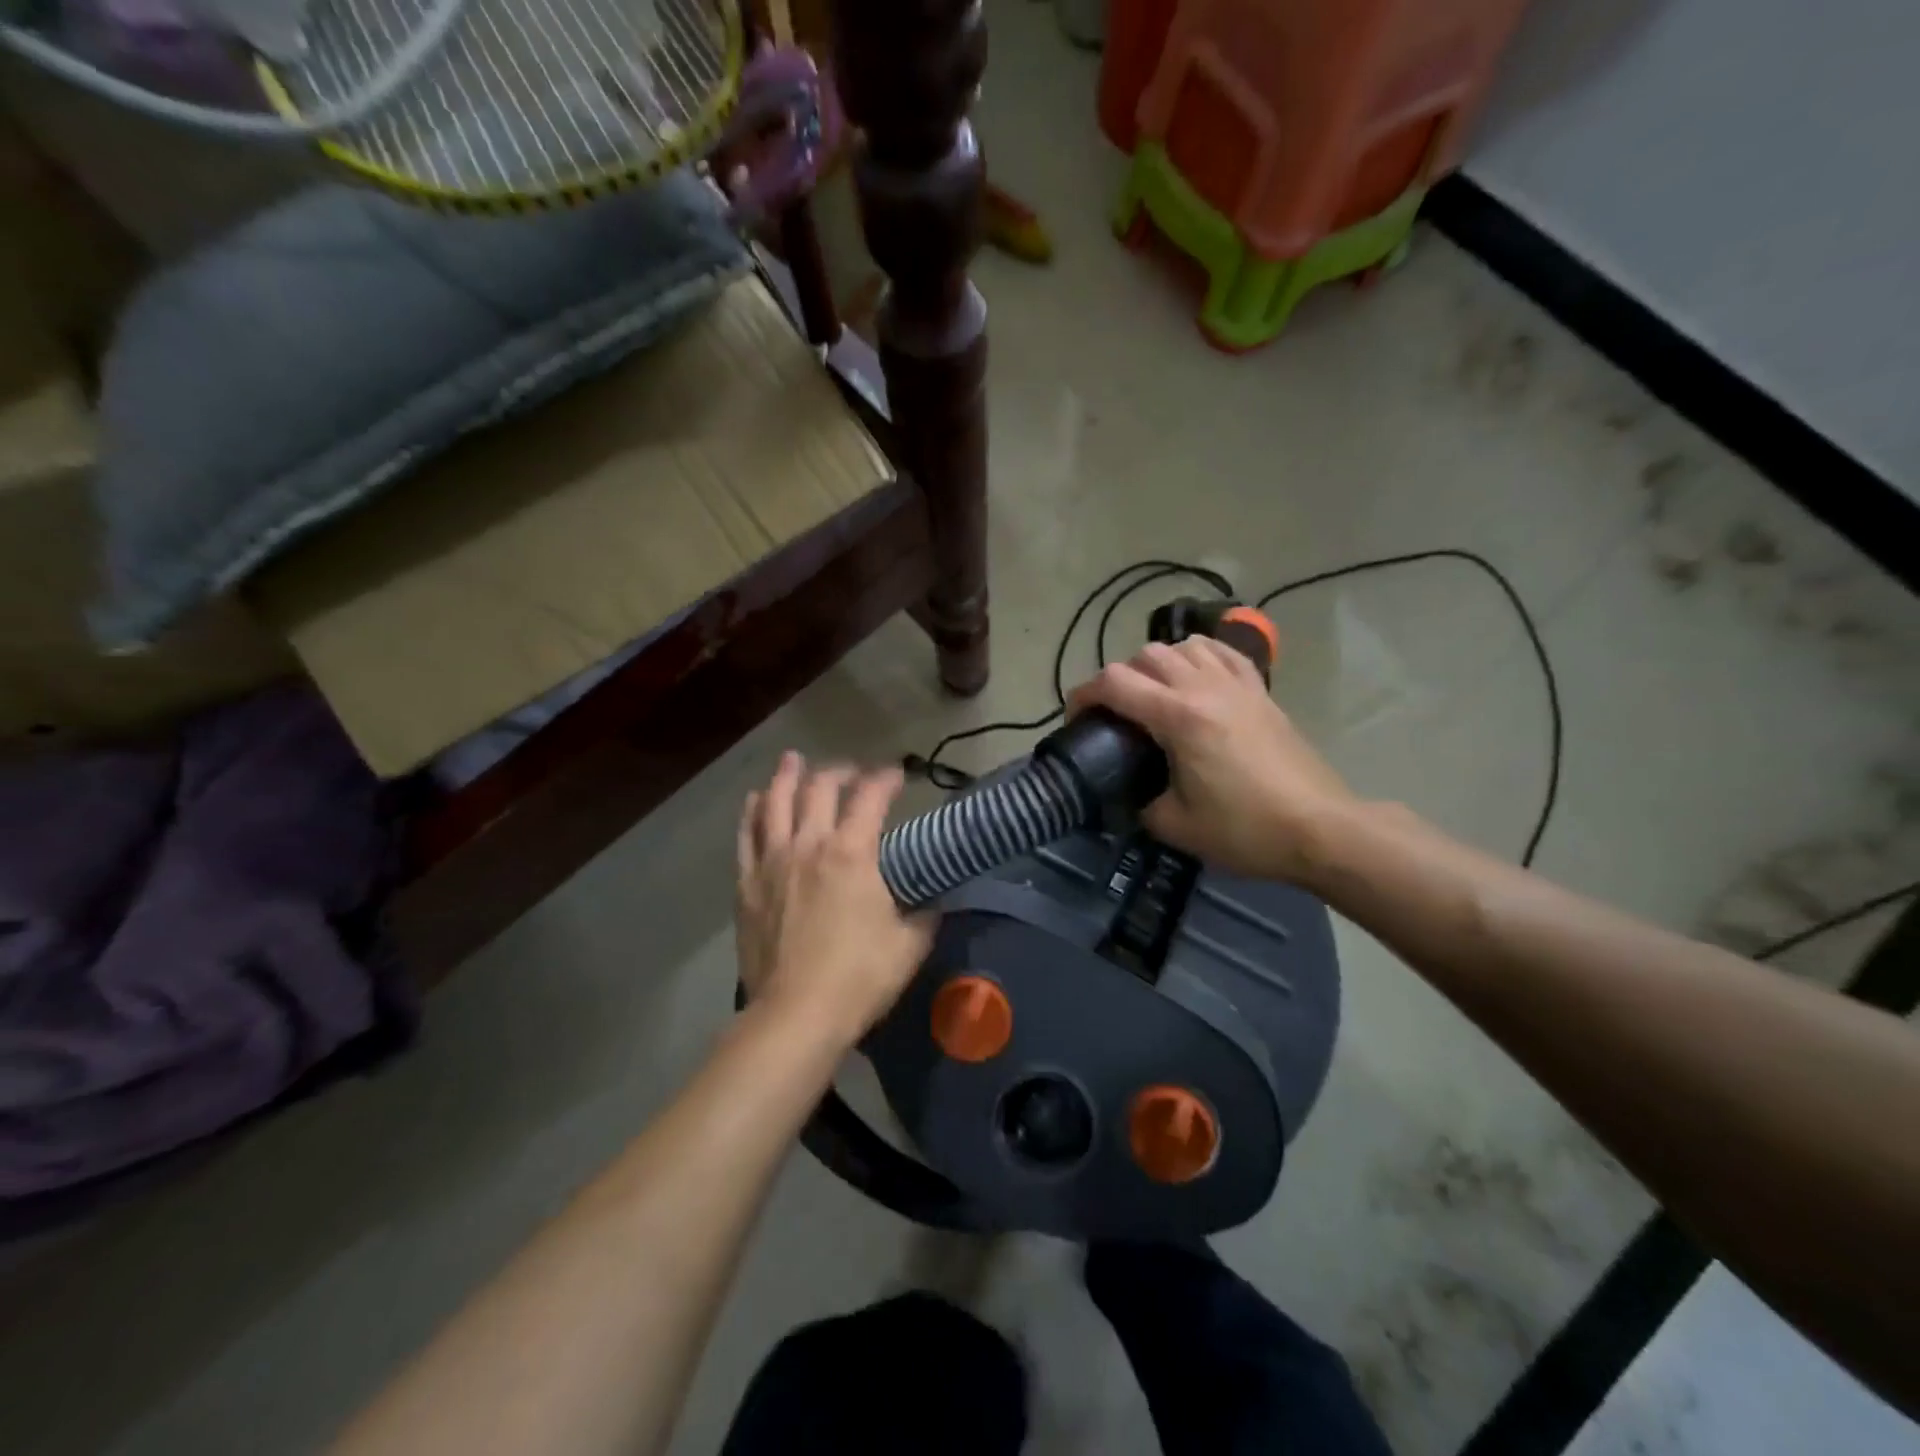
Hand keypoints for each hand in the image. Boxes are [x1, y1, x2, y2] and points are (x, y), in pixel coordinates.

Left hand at [736, 753, 936, 1044]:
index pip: (870, 798)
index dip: (886, 779)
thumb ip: (926, 914)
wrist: (796, 1014)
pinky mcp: (747, 885)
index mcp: (852, 854)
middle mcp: (809, 845)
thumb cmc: (859, 977)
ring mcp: (772, 862)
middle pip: (819, 789)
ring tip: (793, 760)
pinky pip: (747, 836)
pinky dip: (753, 812)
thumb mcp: (910, 944)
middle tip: (851, 773)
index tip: (898, 774)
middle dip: (839, 772)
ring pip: (775, 803)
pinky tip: (757, 801)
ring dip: (787, 777)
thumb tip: (936, 900)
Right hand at [1068, 637, 1355, 883]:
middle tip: (1116, 714)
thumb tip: (1129, 792)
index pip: (1114, 682)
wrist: (1320, 829)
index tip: (1077, 718)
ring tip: (1154, 695)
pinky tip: (1196, 678)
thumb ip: (1139, 802)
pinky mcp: (1260, 691)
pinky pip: (1222, 652)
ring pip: (1183, 646)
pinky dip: (1199, 656)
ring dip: (1158, 664)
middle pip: (1145, 655)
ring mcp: (1236, 684)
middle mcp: (1204, 687)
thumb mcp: (1174, 826)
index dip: (1084, 694)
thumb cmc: (1245, 830)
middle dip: (1119, 679)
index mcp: (1178, 717)